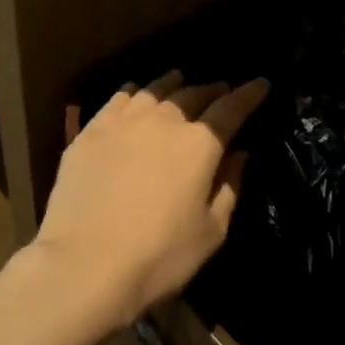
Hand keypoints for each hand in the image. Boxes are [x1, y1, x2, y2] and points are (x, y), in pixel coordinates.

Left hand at [36, 71, 268, 323]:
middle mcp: (163, 122)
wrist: (84, 265)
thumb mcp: (211, 231)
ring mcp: (122, 124)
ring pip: (153, 91)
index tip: (261, 83)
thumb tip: (239, 154)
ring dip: (172, 84)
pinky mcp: (89, 134)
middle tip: (221, 89)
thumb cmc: (160, 256)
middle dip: (212, 90)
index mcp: (199, 144)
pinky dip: (133, 93)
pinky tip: (134, 94)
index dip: (249, 94)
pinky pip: (117, 101)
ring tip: (179, 80)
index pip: (231, 109)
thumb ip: (229, 187)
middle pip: (192, 95)